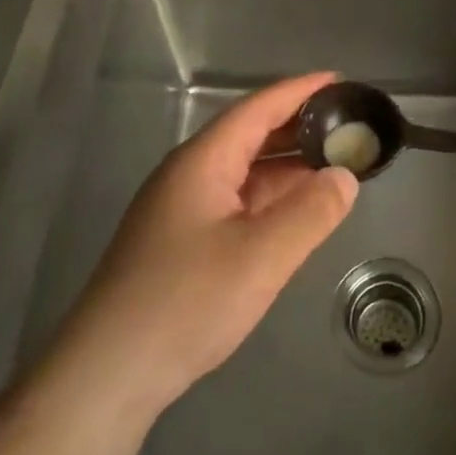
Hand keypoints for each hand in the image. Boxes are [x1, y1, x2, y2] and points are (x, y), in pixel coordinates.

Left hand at [61, 73, 358, 414]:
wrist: (108, 373)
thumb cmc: (186, 302)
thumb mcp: (261, 256)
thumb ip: (311, 212)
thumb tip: (344, 176)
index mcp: (202, 162)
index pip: (258, 109)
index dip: (300, 91)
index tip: (340, 81)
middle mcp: (189, 176)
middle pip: (249, 135)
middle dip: (298, 127)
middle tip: (347, 124)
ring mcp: (181, 210)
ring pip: (243, 172)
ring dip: (287, 166)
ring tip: (334, 163)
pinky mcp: (180, 243)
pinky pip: (235, 203)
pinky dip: (270, 198)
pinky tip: (295, 212)